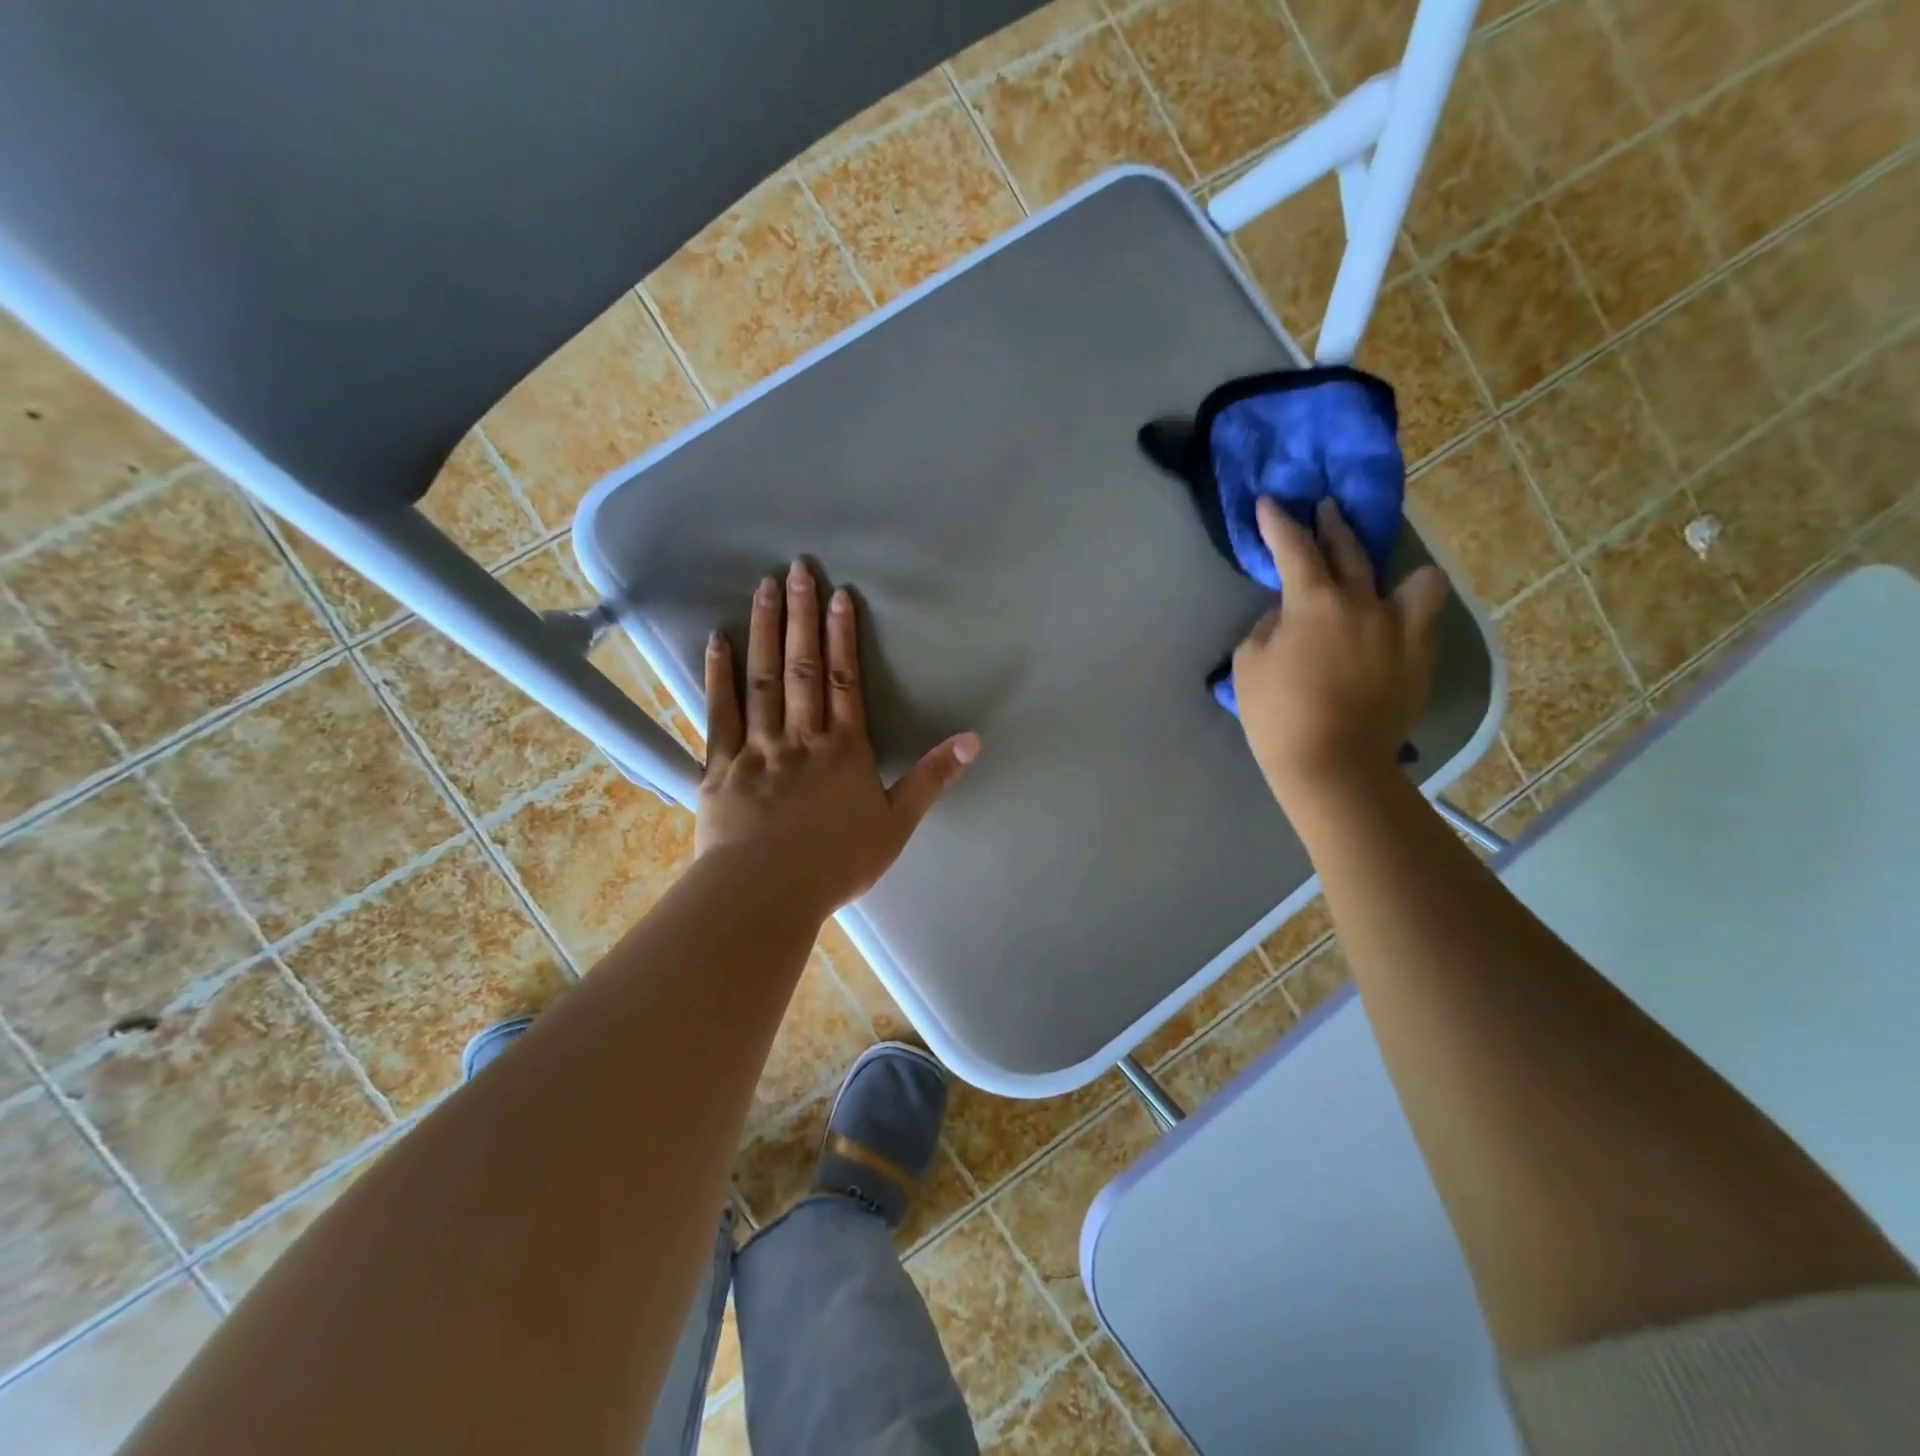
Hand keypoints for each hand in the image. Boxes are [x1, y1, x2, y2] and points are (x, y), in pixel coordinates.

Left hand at [697, 560, 978, 917]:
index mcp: (843, 750)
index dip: (843, 637)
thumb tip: (973, 740)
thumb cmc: (838, 862)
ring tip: (765, 587)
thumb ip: (932, 778)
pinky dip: (719, 676)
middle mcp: (801, 737)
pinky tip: (718, 641)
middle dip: (803, 616)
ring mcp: (758, 748)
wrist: (769, 891)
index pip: (845, 682)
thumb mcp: (898, 823)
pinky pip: (721, 713)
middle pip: (803, 668)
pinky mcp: (721, 766)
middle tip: (798, 568)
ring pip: (763, 680)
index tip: (839, 596)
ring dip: (765, 631)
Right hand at [1233, 497, 1450, 804]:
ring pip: (1416, 579)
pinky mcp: (1421, 658)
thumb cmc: (1278, 714)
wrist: (1333, 764)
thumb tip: (1284, 616)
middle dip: (1332, 525)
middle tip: (1324, 510)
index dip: (1278, 522)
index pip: (1294, 547)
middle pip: (1351, 549)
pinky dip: (1407, 613)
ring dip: (1397, 572)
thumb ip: (1266, 628)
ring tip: (1384, 581)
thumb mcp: (1249, 665)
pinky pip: (1423, 619)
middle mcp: (1365, 602)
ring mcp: (1401, 629)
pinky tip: (1391, 625)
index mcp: (1315, 602)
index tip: (1270, 502)